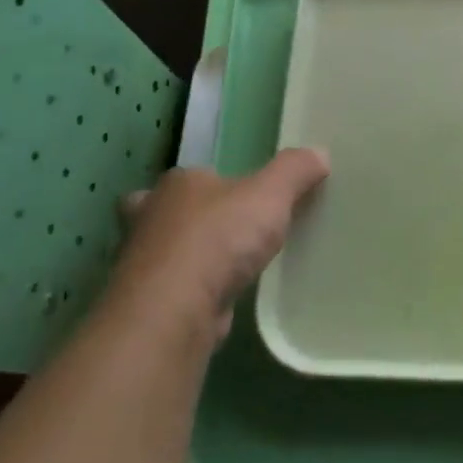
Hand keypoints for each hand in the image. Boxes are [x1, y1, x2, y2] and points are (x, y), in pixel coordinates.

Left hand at [100, 149, 328, 344]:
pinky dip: (190, 290)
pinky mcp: (149, 301)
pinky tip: (216, 297)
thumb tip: (319, 153)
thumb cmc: (219, 239)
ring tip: (225, 266)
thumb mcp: (270, 195)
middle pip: (165, 211)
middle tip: (220, 230)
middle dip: (184, 218)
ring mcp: (143, 262)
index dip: (215, 184)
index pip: (194, 177)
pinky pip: (173, 287)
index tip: (242, 199)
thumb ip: (295, 171)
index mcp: (176, 185)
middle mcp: (149, 217)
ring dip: (187, 257)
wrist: (175, 310)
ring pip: (166, 251)